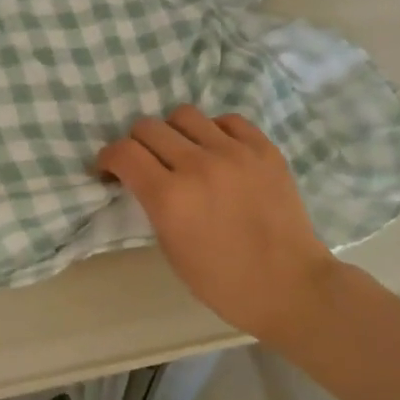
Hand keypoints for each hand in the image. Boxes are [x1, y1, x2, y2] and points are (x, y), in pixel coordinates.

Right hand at [97, 106, 337, 344]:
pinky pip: (227, 120)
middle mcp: (198, 165)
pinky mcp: (264, 149)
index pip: (123, 152)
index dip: (108, 157)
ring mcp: (235, 152)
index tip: (109, 168)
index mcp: (170, 198)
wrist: (291, 286)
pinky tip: (218, 150)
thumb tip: (142, 178)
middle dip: (137, 143)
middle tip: (145, 162)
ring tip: (184, 152)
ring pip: (185, 114)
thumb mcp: (171, 248)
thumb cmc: (223, 282)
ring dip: (174, 132)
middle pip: (148, 127)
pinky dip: (214, 131)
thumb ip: (153, 204)